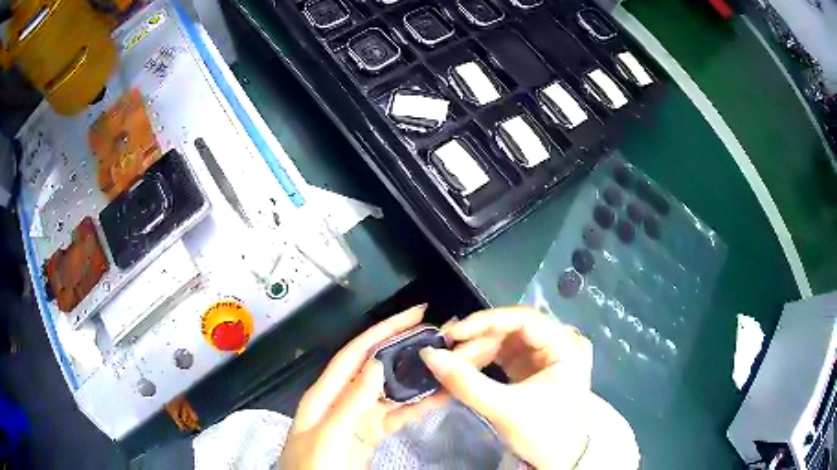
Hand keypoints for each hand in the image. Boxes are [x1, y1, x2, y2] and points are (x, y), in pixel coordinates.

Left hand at [279, 305, 446, 469]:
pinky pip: (397, 415)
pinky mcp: (372, 434)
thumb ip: (349, 402)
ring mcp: (359, 417)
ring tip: (445, 362)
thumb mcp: (326, 436)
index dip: (383, 330)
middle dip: (405, 348)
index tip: (415, 314)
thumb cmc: (312, 467)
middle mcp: (343, 399)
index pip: (356, 352)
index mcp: (325, 393)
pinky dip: (417, 406)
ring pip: (391, 391)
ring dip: (416, 377)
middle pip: (377, 367)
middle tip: (438, 336)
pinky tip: (439, 397)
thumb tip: (378, 363)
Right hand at [419, 307, 592, 469]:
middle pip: (513, 329)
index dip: (486, 322)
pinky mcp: (536, 368)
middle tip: (447, 356)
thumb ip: (465, 382)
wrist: (557, 462)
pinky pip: (507, 355)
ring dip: (478, 351)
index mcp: (567, 346)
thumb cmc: (542, 434)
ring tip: (453, 366)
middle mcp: (561, 343)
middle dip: (478, 341)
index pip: (524, 319)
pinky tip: (466, 368)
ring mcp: (548, 355)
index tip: (452, 333)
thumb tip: (428, 354)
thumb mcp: (504, 409)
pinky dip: (485, 361)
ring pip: (507, 341)